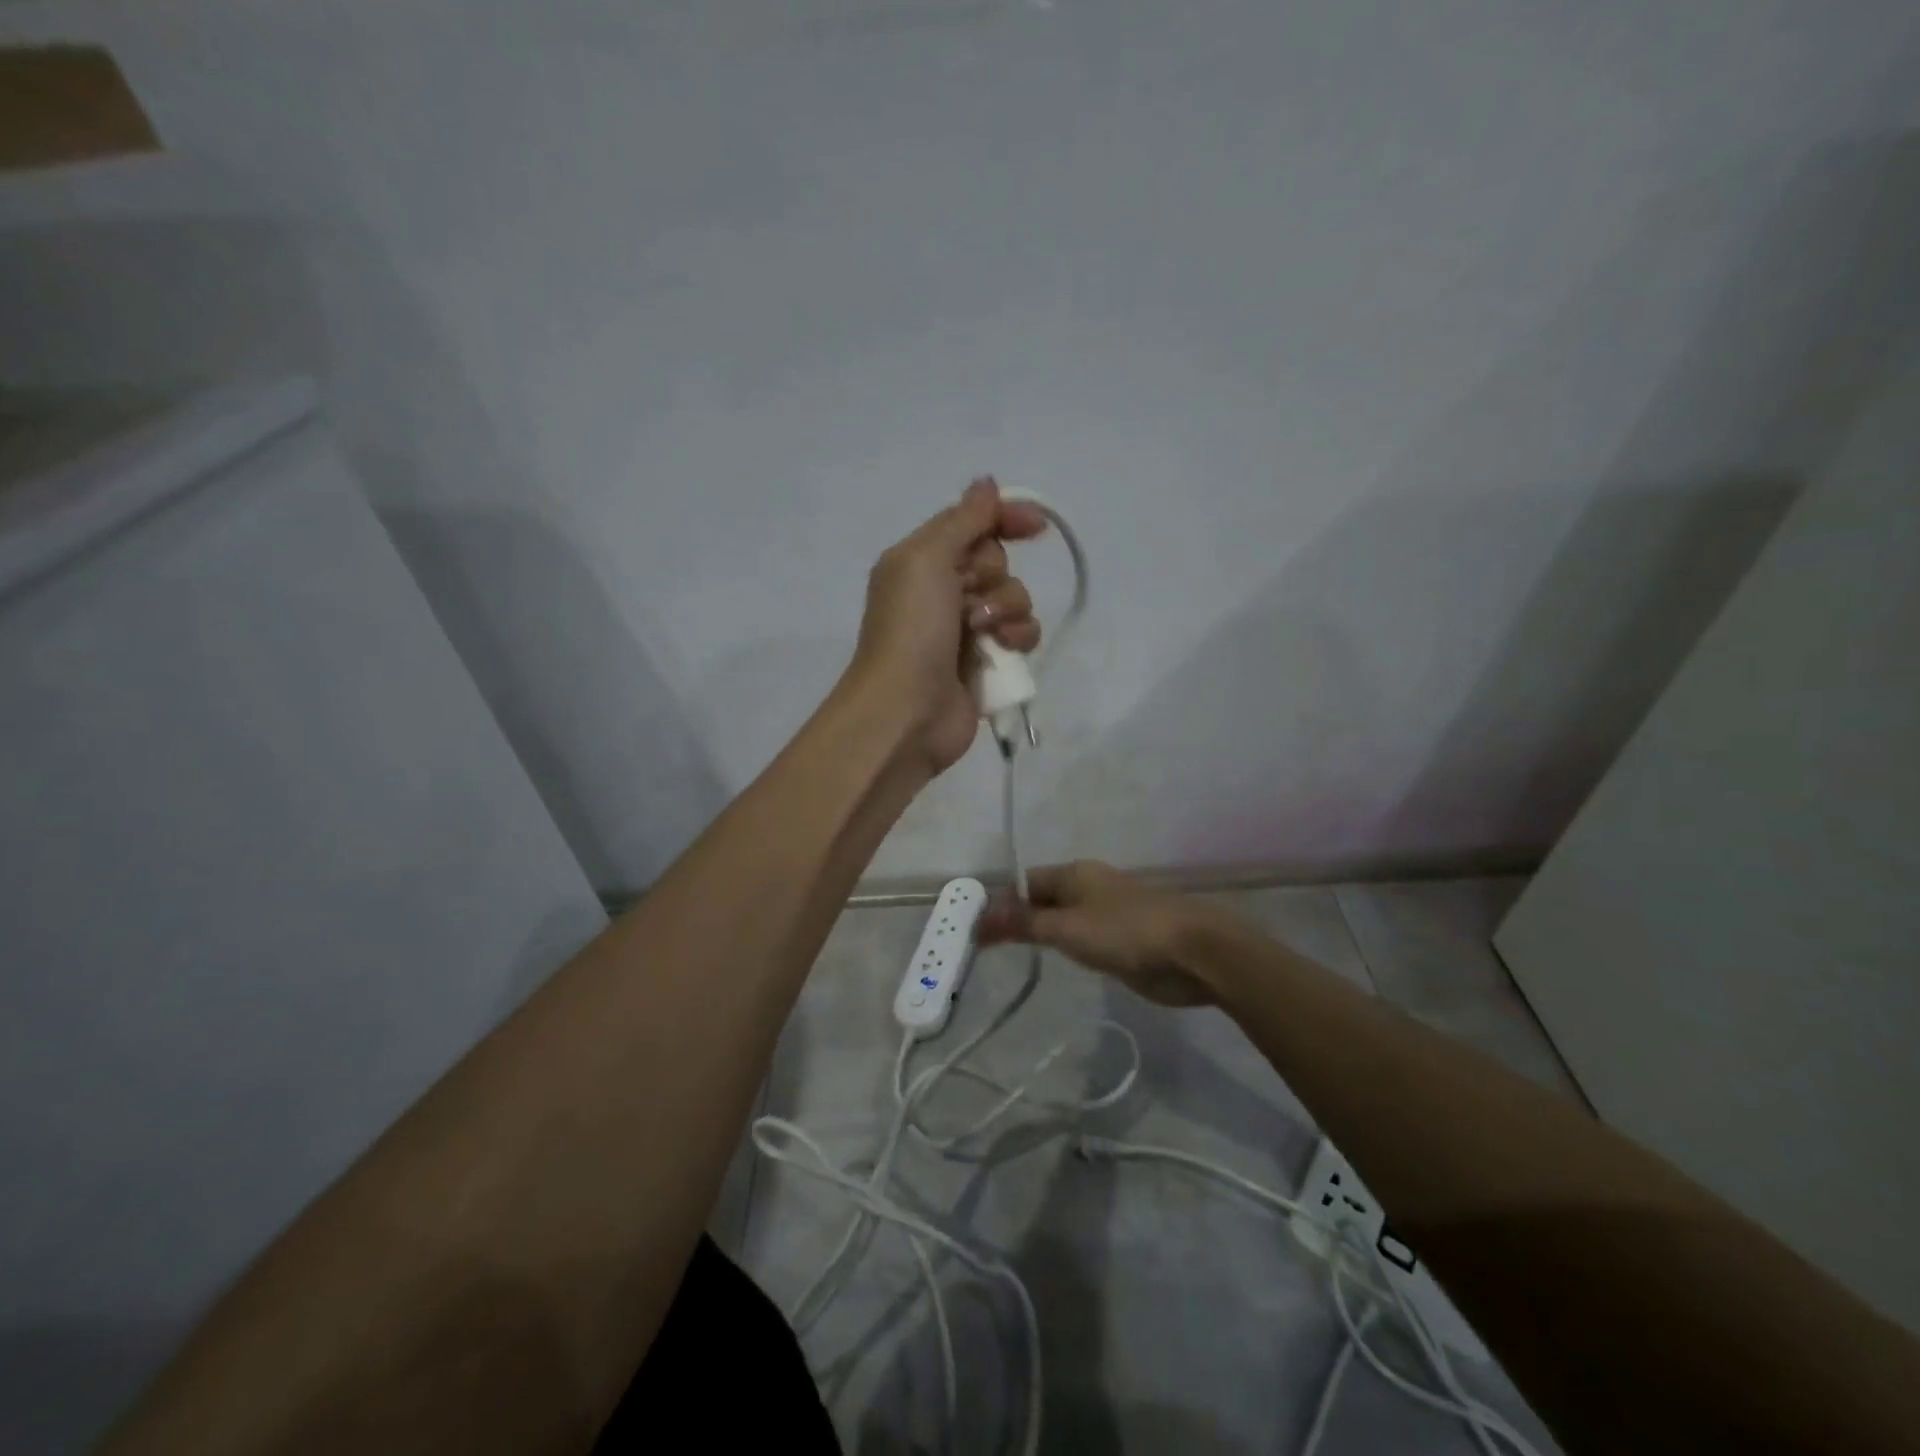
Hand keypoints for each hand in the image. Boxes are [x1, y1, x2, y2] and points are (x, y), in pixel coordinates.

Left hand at [850, 477, 1048, 773]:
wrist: (906, 710)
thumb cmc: (911, 630)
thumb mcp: (927, 560)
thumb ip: (962, 520)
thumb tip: (987, 483)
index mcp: (920, 561)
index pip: (972, 524)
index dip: (1004, 518)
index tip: (1035, 526)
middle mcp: (942, 591)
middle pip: (996, 561)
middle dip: (993, 576)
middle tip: (969, 597)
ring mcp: (966, 629)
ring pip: (1015, 598)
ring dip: (1008, 611)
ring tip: (984, 633)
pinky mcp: (986, 663)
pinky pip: (1021, 635)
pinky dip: (1018, 639)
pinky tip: (1003, 652)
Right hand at [978, 860, 1231, 1006]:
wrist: (1195, 953)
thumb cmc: (1127, 932)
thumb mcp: (1068, 928)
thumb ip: (1024, 924)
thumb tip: (980, 917)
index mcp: (1075, 874)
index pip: (1025, 882)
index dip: (999, 903)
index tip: (974, 929)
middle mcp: (1088, 888)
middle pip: (1042, 900)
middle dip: (1016, 920)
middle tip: (984, 949)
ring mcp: (1107, 914)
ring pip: (1062, 921)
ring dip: (1039, 936)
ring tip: (1009, 959)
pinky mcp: (1122, 940)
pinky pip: (1083, 940)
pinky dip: (1065, 948)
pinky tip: (1054, 963)